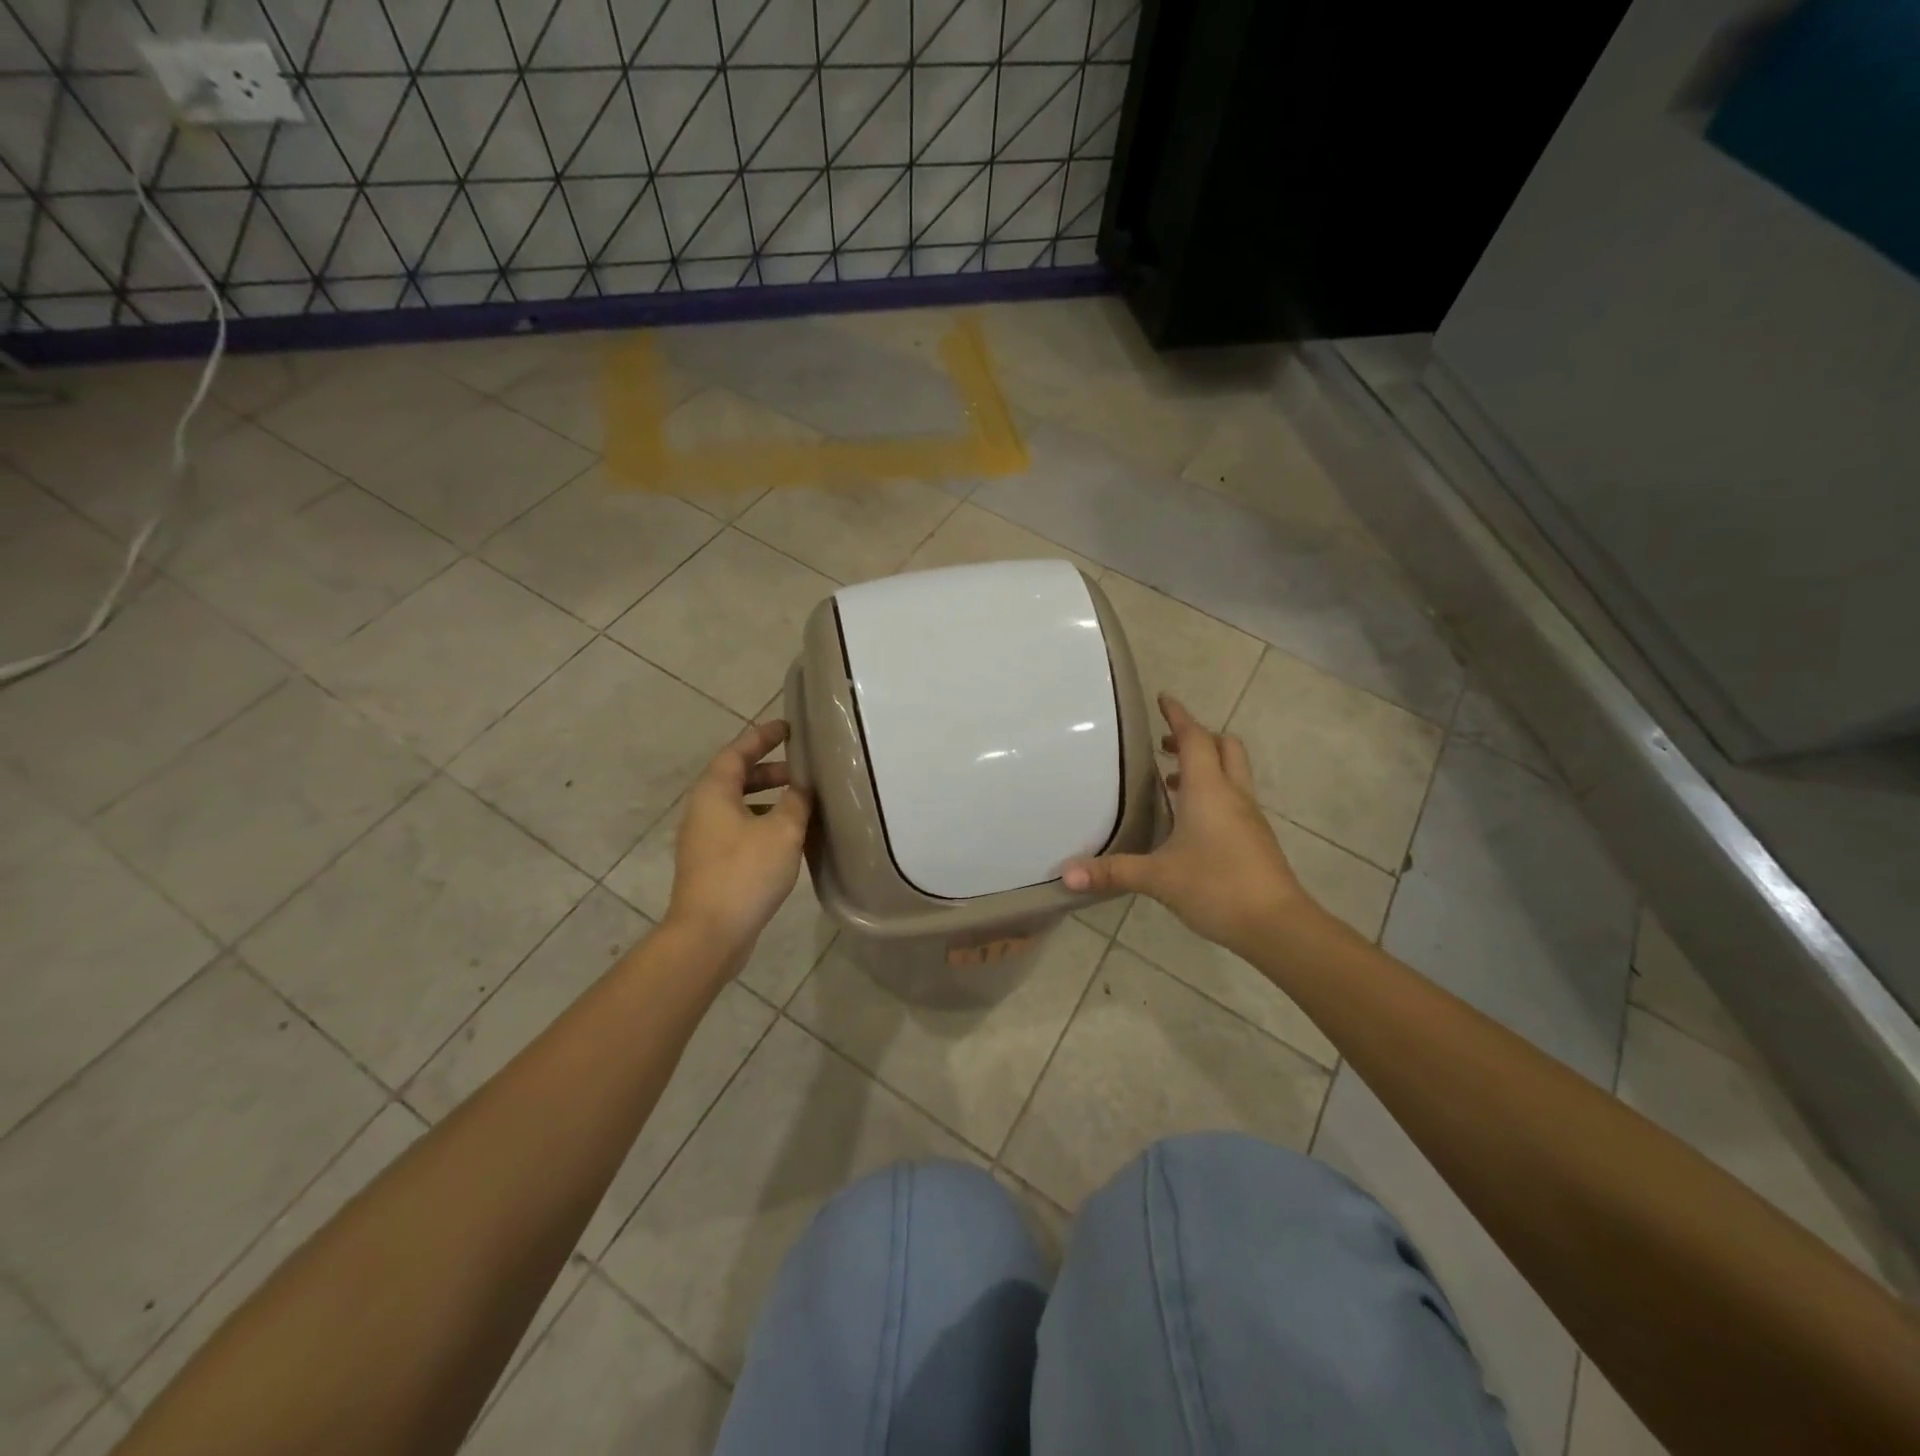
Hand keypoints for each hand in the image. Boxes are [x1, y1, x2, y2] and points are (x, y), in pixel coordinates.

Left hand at [667, 721, 812, 966]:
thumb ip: (796, 801)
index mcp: (714, 792)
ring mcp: (704, 839)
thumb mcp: (782, 831)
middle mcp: (703, 810)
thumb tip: (803, 786)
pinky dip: (763, 822)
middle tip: (803, 770)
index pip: (737, 752)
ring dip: (768, 799)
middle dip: (770, 770)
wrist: (709, 933)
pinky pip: (739, 829)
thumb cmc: (745, 872)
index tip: (787, 727)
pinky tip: (788, 838)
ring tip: (802, 803)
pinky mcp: (711, 864)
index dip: (762, 737)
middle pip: (736, 778)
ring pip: (739, 806)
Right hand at [1064, 694, 1317, 956]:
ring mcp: (1249, 816)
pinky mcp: (1256, 837)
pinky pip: (1235, 798)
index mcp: (1209, 790)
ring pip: (1233, 772)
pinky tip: (1191, 821)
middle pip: (1224, 747)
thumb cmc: (1216, 887)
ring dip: (1206, 765)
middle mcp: (1233, 794)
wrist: (1278, 925)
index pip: (1195, 738)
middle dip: (1197, 738)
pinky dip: (1214, 792)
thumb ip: (1112, 871)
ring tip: (1171, 783)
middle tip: (1166, 745)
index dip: (1178, 715)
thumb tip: (1065, 874)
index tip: (1162, 698)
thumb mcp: (1157, 879)